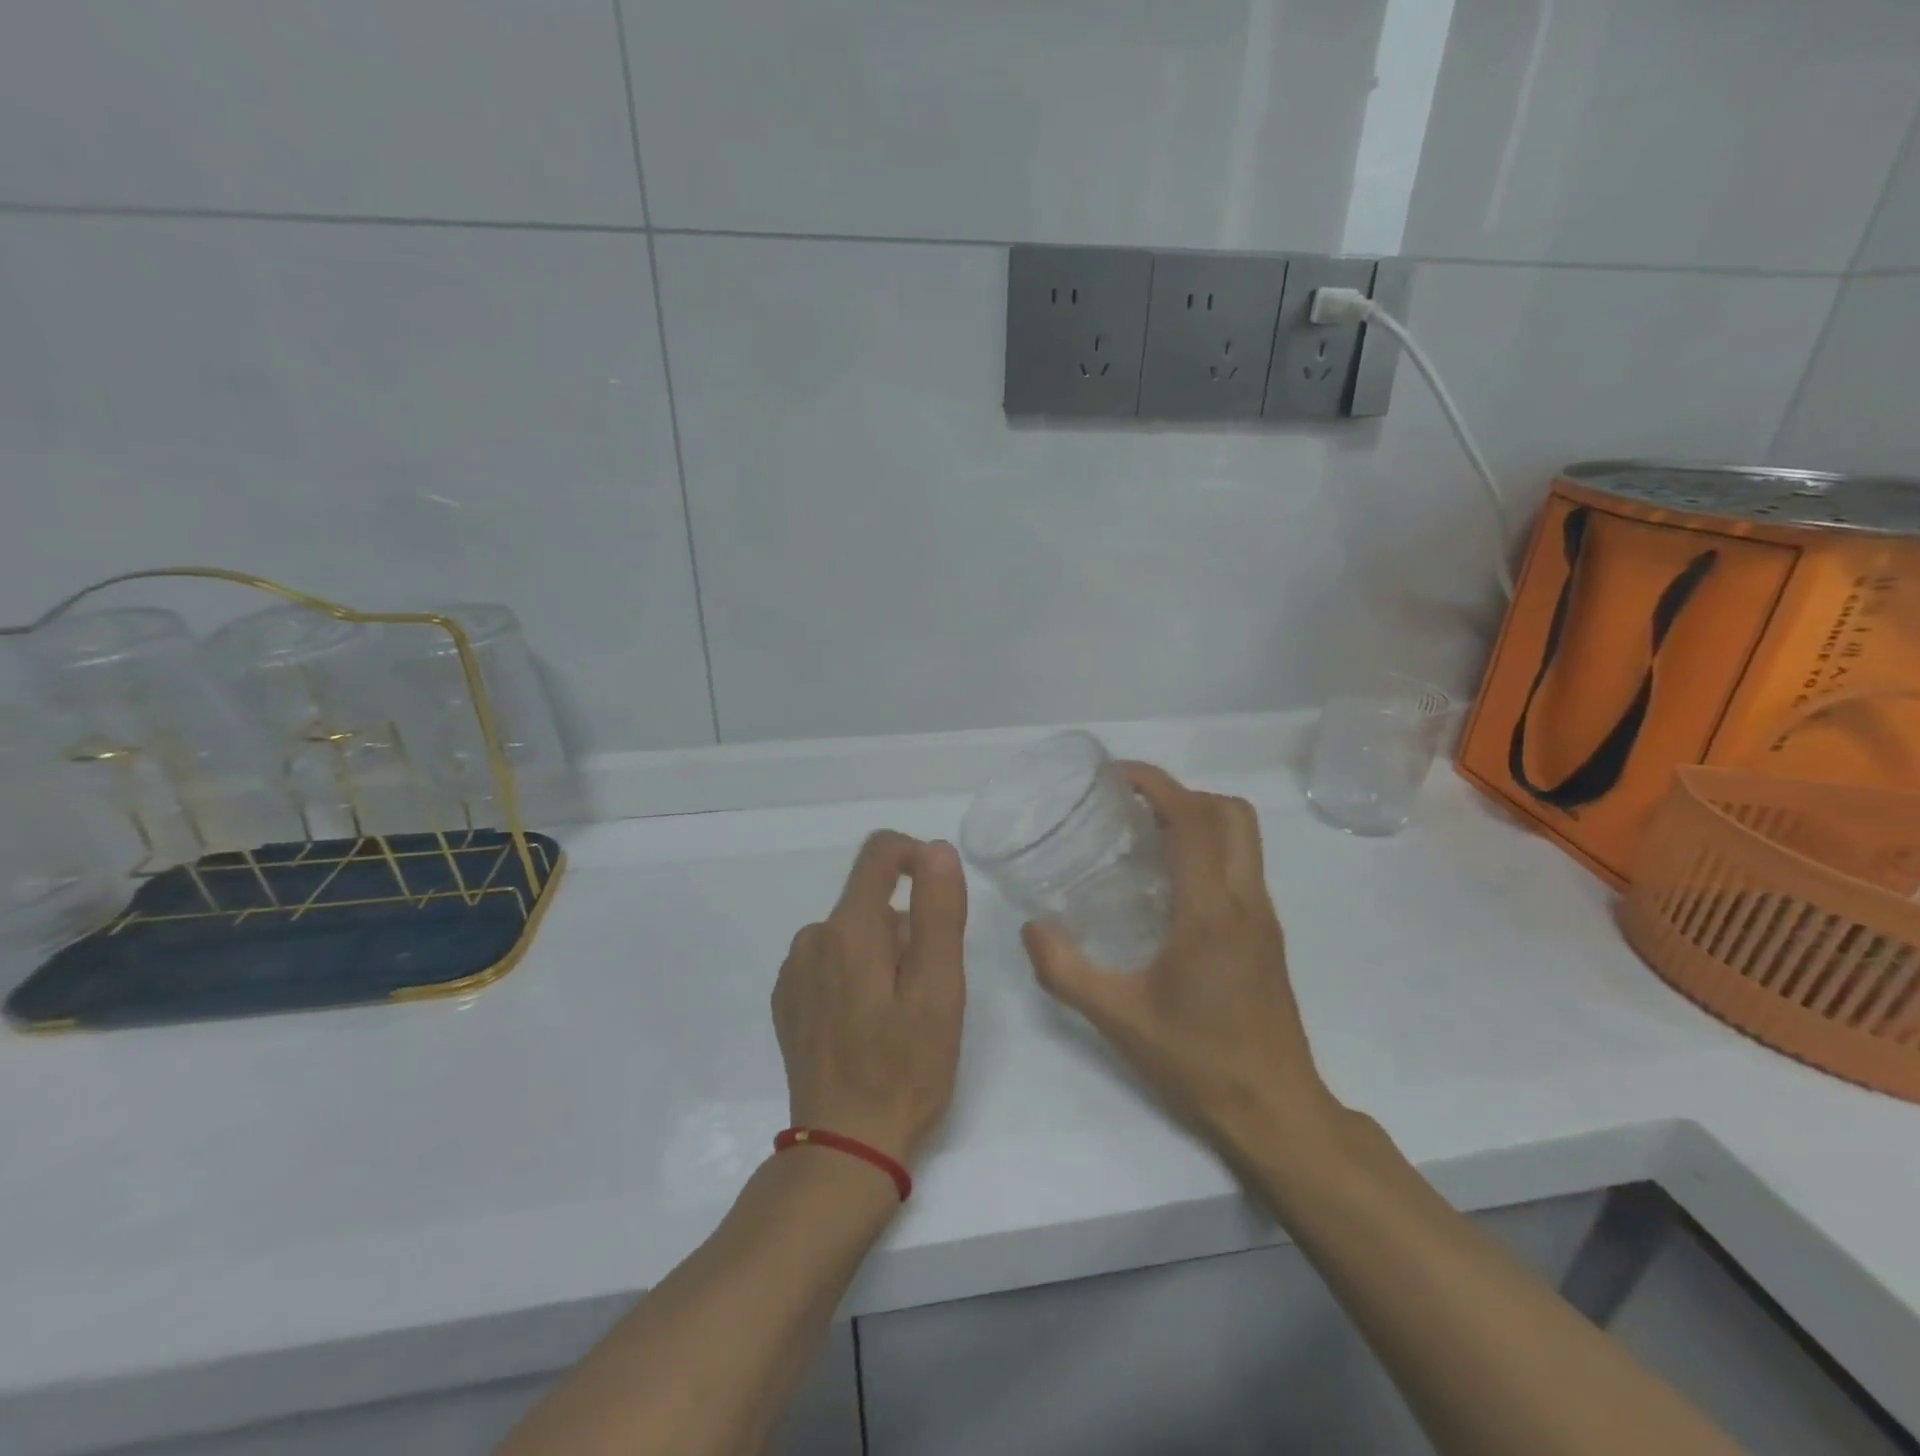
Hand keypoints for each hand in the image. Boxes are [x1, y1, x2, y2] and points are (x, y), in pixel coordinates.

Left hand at [773, 832, 967, 1167]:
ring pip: (851, 933)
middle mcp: (813, 938)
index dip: (916, 856)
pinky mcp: (788, 1000)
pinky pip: (829, 961)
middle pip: (870, 900)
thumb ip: (938, 911)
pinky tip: (866, 1024)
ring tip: (899, 1011)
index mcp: (850, 928)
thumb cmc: (905, 1068)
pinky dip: (854, 975)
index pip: (879, 852)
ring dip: (881, 953)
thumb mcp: (939, 989)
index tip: (940, 895)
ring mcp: (794, 971)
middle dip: (906, 926)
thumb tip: (934, 849)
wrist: (845, 1148)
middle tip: (927, 986)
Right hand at [1022, 764, 1337, 1165]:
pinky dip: (1210, 848)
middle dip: (1182, 793)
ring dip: (1201, 817)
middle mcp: (1245, 901)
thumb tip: (1030, 928)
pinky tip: (1169, 884)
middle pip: (1231, 813)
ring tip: (1146, 836)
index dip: (1156, 784)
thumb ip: (1065, 970)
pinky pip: (1243, 865)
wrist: (1275, 1111)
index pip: (1193, 819)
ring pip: (1244, 837)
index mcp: (1210, 911)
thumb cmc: (1198, 1061)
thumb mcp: (1118, 1019)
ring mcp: (1263, 917)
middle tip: (1132, 807)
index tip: (1117, 776)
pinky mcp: (1268, 935)